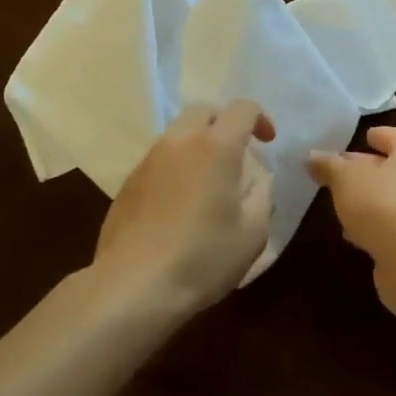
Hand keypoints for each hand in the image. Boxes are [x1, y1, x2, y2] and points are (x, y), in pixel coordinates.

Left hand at [94, 100, 275, 314]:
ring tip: (208, 180)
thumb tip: (259, 183)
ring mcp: (149, 160)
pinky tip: (179, 203)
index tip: (268, 143)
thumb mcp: (252, 234)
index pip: (242, 108)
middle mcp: (180, 142)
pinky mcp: (128, 182)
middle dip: (225, 124)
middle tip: (237, 154)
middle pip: (204, 111)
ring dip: (198, 144)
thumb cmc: (202, 258)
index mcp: (216, 147)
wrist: (132, 287)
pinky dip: (176, 166)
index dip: (260, 118)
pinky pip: (159, 159)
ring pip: (178, 133)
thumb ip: (262, 198)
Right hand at [307, 127, 395, 314]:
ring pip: (389, 198)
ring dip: (366, 199)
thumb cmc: (382, 204)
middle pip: (391, 168)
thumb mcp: (346, 178)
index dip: (377, 135)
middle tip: (336, 171)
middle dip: (364, 169)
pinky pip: (389, 226)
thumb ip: (328, 165)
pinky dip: (371, 225)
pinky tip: (350, 233)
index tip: (362, 137)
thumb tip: (311, 156)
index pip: (395, 136)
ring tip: (338, 201)